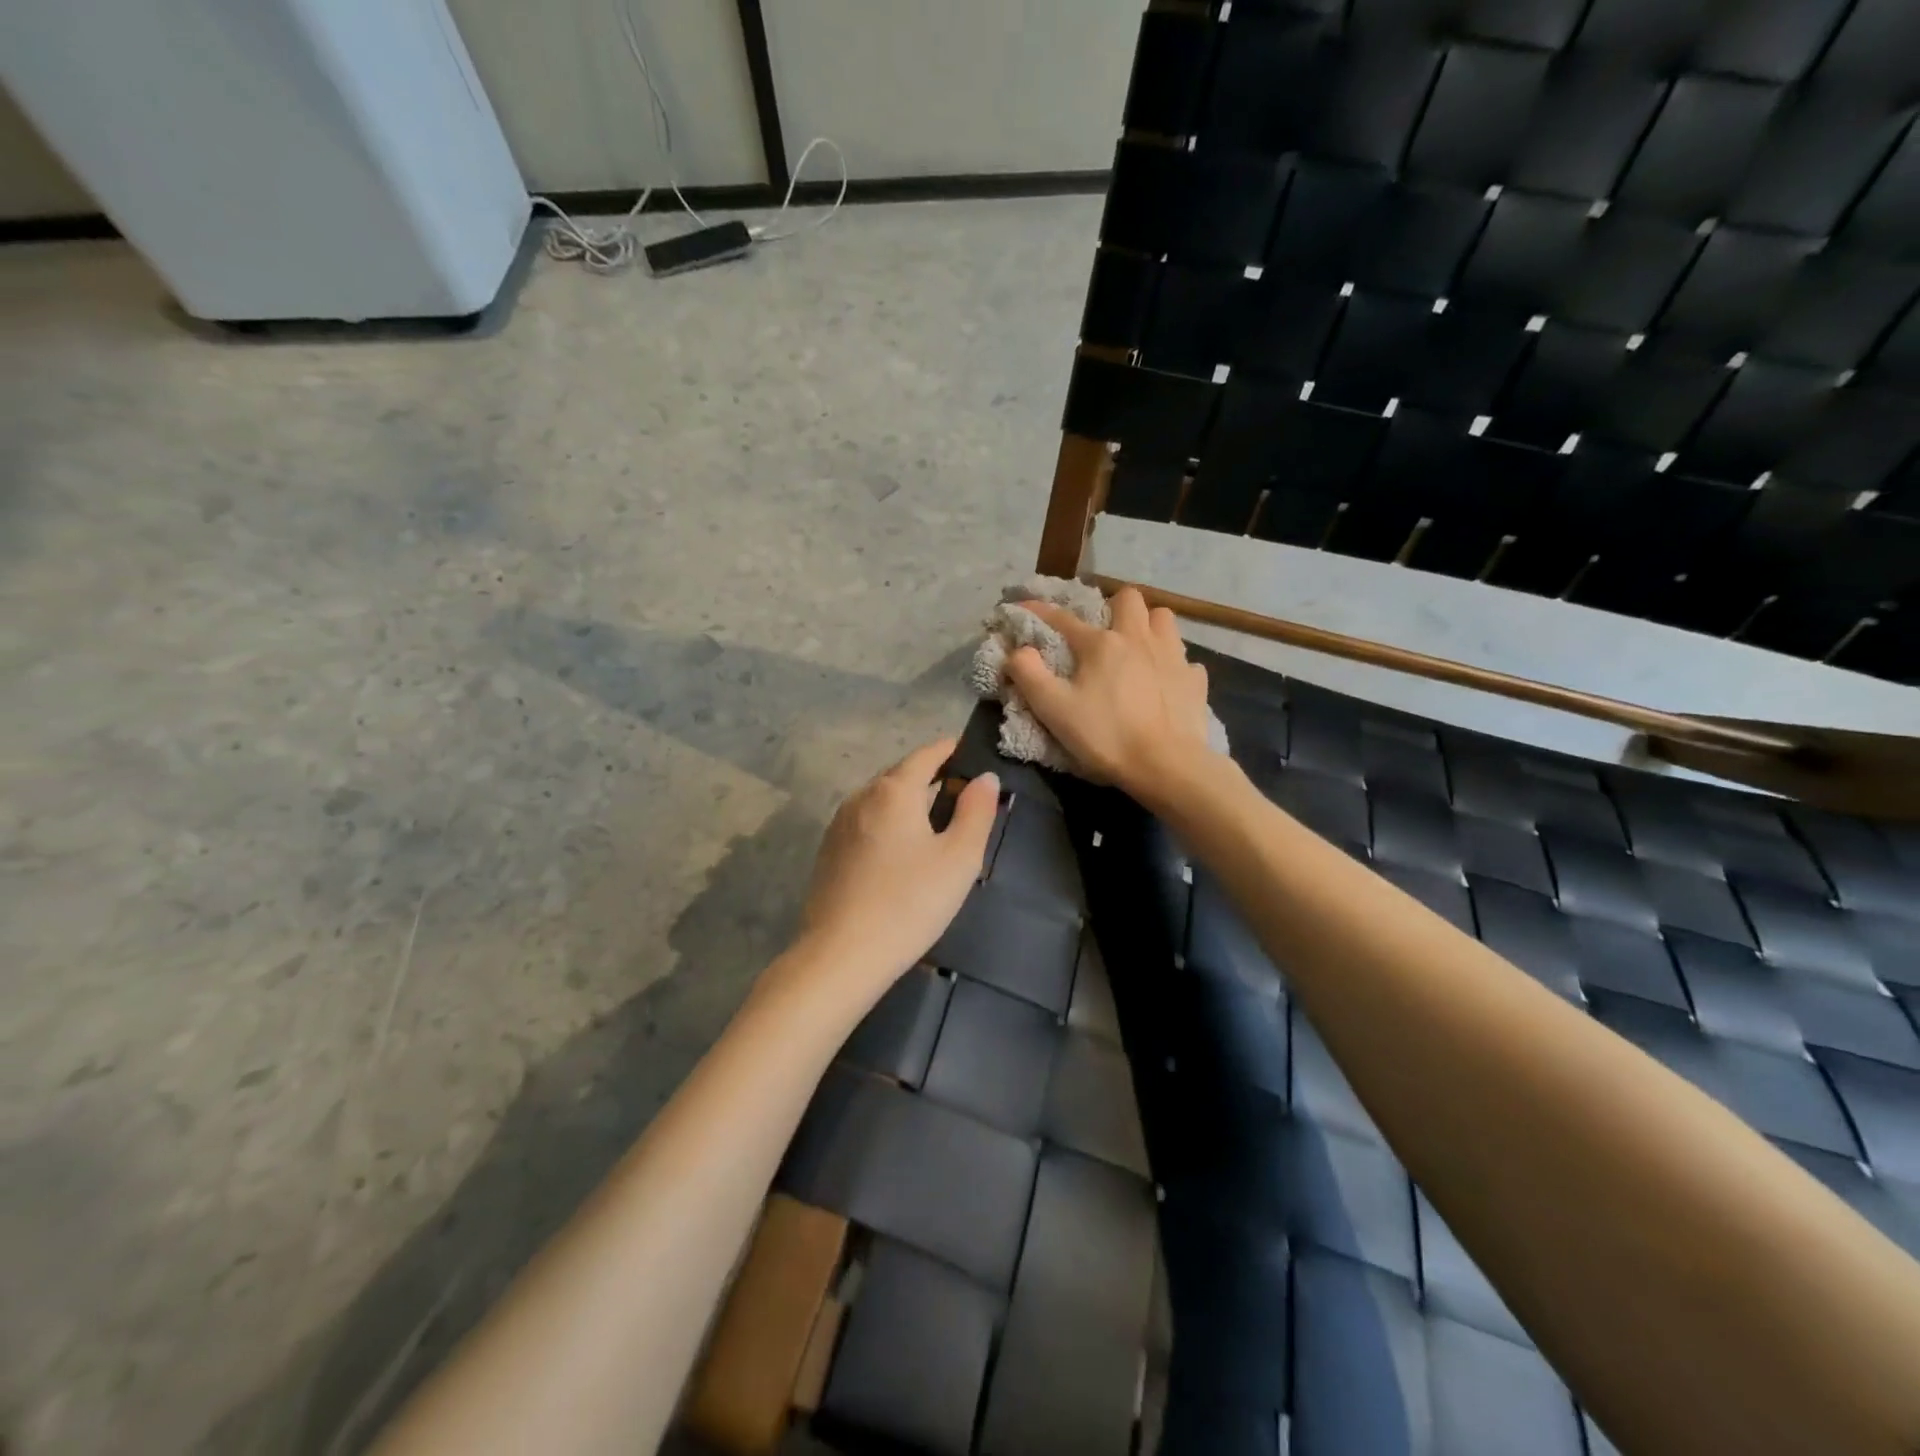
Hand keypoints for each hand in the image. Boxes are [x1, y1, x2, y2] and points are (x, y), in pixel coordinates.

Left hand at [797, 739, 999, 995]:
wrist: (841, 956)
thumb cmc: (909, 903)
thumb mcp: (958, 859)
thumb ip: (976, 812)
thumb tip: (984, 779)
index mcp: (893, 791)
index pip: (926, 754)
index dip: (950, 750)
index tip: (970, 753)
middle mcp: (861, 797)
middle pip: (900, 775)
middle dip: (930, 777)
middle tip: (960, 793)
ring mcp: (839, 825)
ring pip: (881, 801)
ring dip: (908, 803)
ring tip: (935, 824)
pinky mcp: (829, 852)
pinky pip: (866, 824)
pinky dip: (888, 825)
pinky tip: (901, 853)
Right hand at [1005, 586, 1213, 796]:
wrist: (1165, 765)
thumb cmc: (1105, 735)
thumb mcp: (1054, 709)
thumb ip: (1029, 675)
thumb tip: (1018, 650)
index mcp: (1102, 644)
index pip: (1064, 619)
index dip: (1040, 611)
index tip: (1023, 606)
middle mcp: (1139, 638)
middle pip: (1130, 598)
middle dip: (1114, 606)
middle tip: (1104, 631)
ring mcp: (1173, 656)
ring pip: (1164, 619)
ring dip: (1149, 625)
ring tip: (1138, 648)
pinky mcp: (1195, 680)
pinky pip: (1185, 659)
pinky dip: (1172, 665)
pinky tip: (1164, 682)